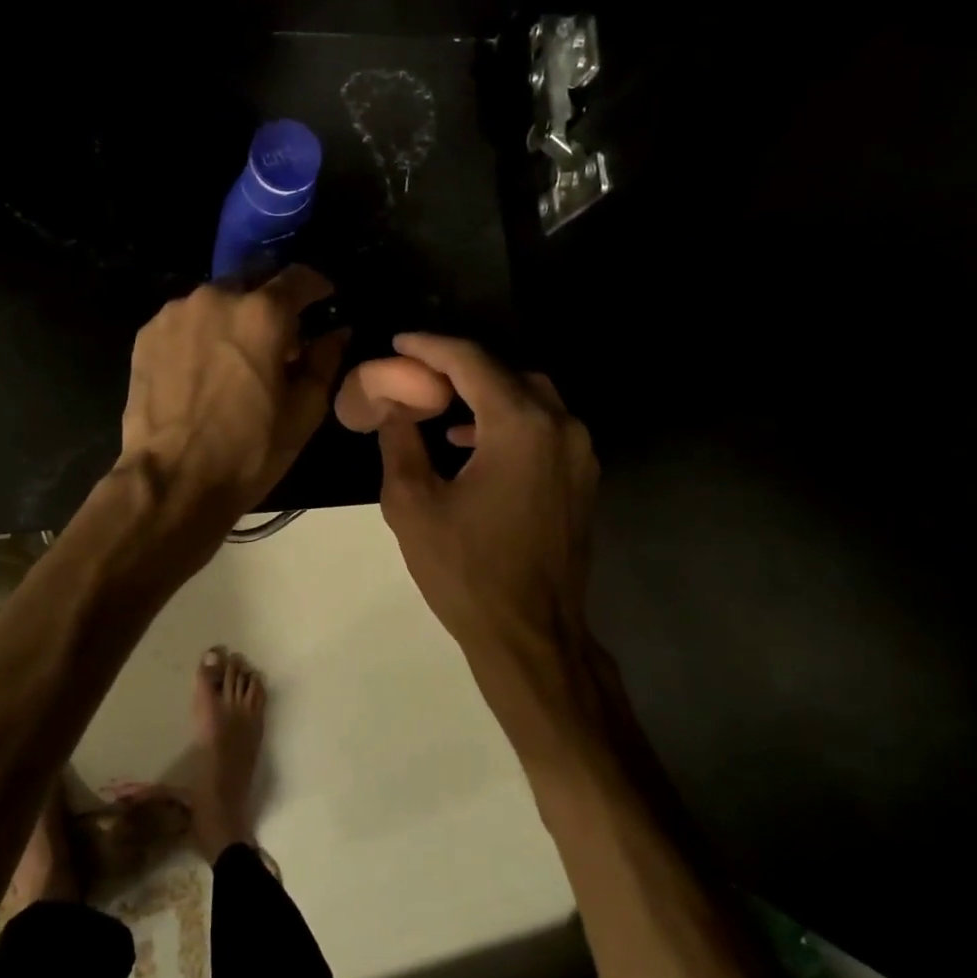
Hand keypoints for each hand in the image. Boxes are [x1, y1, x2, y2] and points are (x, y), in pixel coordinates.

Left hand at [118, 266, 349, 539]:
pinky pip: (185, 320)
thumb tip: (337, 332)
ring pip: (215, 300)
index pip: (299, 276)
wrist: (171, 479)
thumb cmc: (248, 450)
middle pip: (253, 280)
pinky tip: (202, 368)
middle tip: (278, 336)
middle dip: (270, 300)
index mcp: (262, 313)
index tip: (324, 299)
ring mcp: (175, 313)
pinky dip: (200, 333)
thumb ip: (325, 361)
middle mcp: (216, 297)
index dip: (317, 286)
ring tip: (235, 355)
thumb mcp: (303, 412)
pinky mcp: (147, 334)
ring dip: (232, 317)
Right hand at [375, 331, 600, 684]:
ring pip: (532, 398)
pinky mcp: (582, 479)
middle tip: (417, 374)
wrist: (531, 635)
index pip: (472, 362)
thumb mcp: (412, 503)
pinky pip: (545, 428)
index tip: (399, 342)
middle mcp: (561, 426)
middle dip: (460, 367)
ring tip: (441, 408)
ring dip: (486, 394)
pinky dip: (509, 421)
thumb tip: (393, 404)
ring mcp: (580, 454)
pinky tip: (474, 444)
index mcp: (520, 425)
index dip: (430, 347)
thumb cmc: (466, 571)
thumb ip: (400, 440)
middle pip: (507, 373)